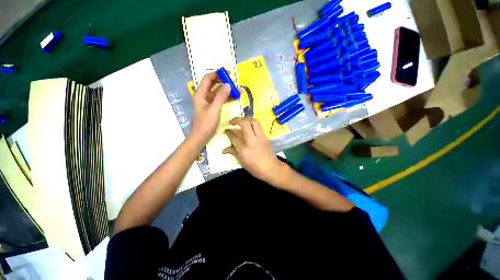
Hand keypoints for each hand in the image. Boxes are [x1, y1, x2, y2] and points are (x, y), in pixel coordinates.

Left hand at [189, 72, 230, 146]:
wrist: (201, 137)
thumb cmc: (205, 124)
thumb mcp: (214, 109)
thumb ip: (221, 96)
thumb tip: (228, 84)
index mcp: (200, 94)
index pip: (208, 78)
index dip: (217, 74)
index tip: (228, 73)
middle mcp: (203, 96)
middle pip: (214, 85)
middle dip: (224, 82)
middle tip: (236, 82)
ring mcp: (208, 102)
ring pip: (218, 93)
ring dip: (227, 91)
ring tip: (239, 90)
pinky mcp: (212, 108)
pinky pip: (220, 100)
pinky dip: (227, 98)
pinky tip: (235, 98)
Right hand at [223, 117, 288, 183]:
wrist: (271, 168)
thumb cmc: (255, 168)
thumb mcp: (242, 162)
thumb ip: (233, 152)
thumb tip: (224, 149)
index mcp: (244, 149)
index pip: (234, 136)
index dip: (228, 132)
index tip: (226, 130)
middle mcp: (252, 140)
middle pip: (245, 124)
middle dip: (237, 120)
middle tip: (232, 122)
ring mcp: (260, 137)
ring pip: (253, 121)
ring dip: (246, 119)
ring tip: (241, 121)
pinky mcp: (265, 136)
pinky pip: (258, 126)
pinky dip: (252, 123)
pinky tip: (249, 126)